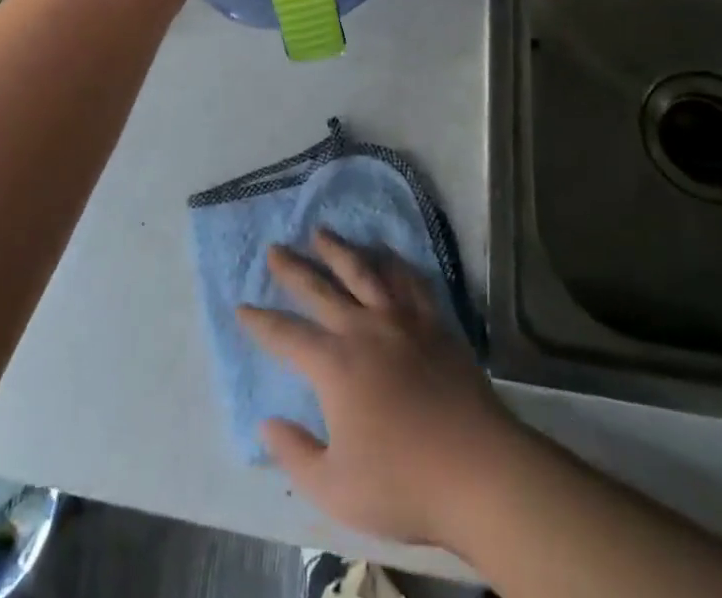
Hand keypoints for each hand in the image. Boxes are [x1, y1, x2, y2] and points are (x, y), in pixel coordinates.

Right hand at [236, 229, 519, 548]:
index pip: (286, 335)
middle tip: (274, 248)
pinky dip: (392, 262)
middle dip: (292, 268)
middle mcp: (362, 329)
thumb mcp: (335, 489)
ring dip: (337, 249)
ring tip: (320, 232)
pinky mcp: (433, 323)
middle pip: (319, 289)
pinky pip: (408, 281)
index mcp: (334, 365)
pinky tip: (385, 253)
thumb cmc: (403, 484)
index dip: (261, 322)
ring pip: (362, 272)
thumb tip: (267, 424)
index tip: (241, 306)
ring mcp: (401, 321)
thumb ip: (295, 455)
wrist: (479, 471)